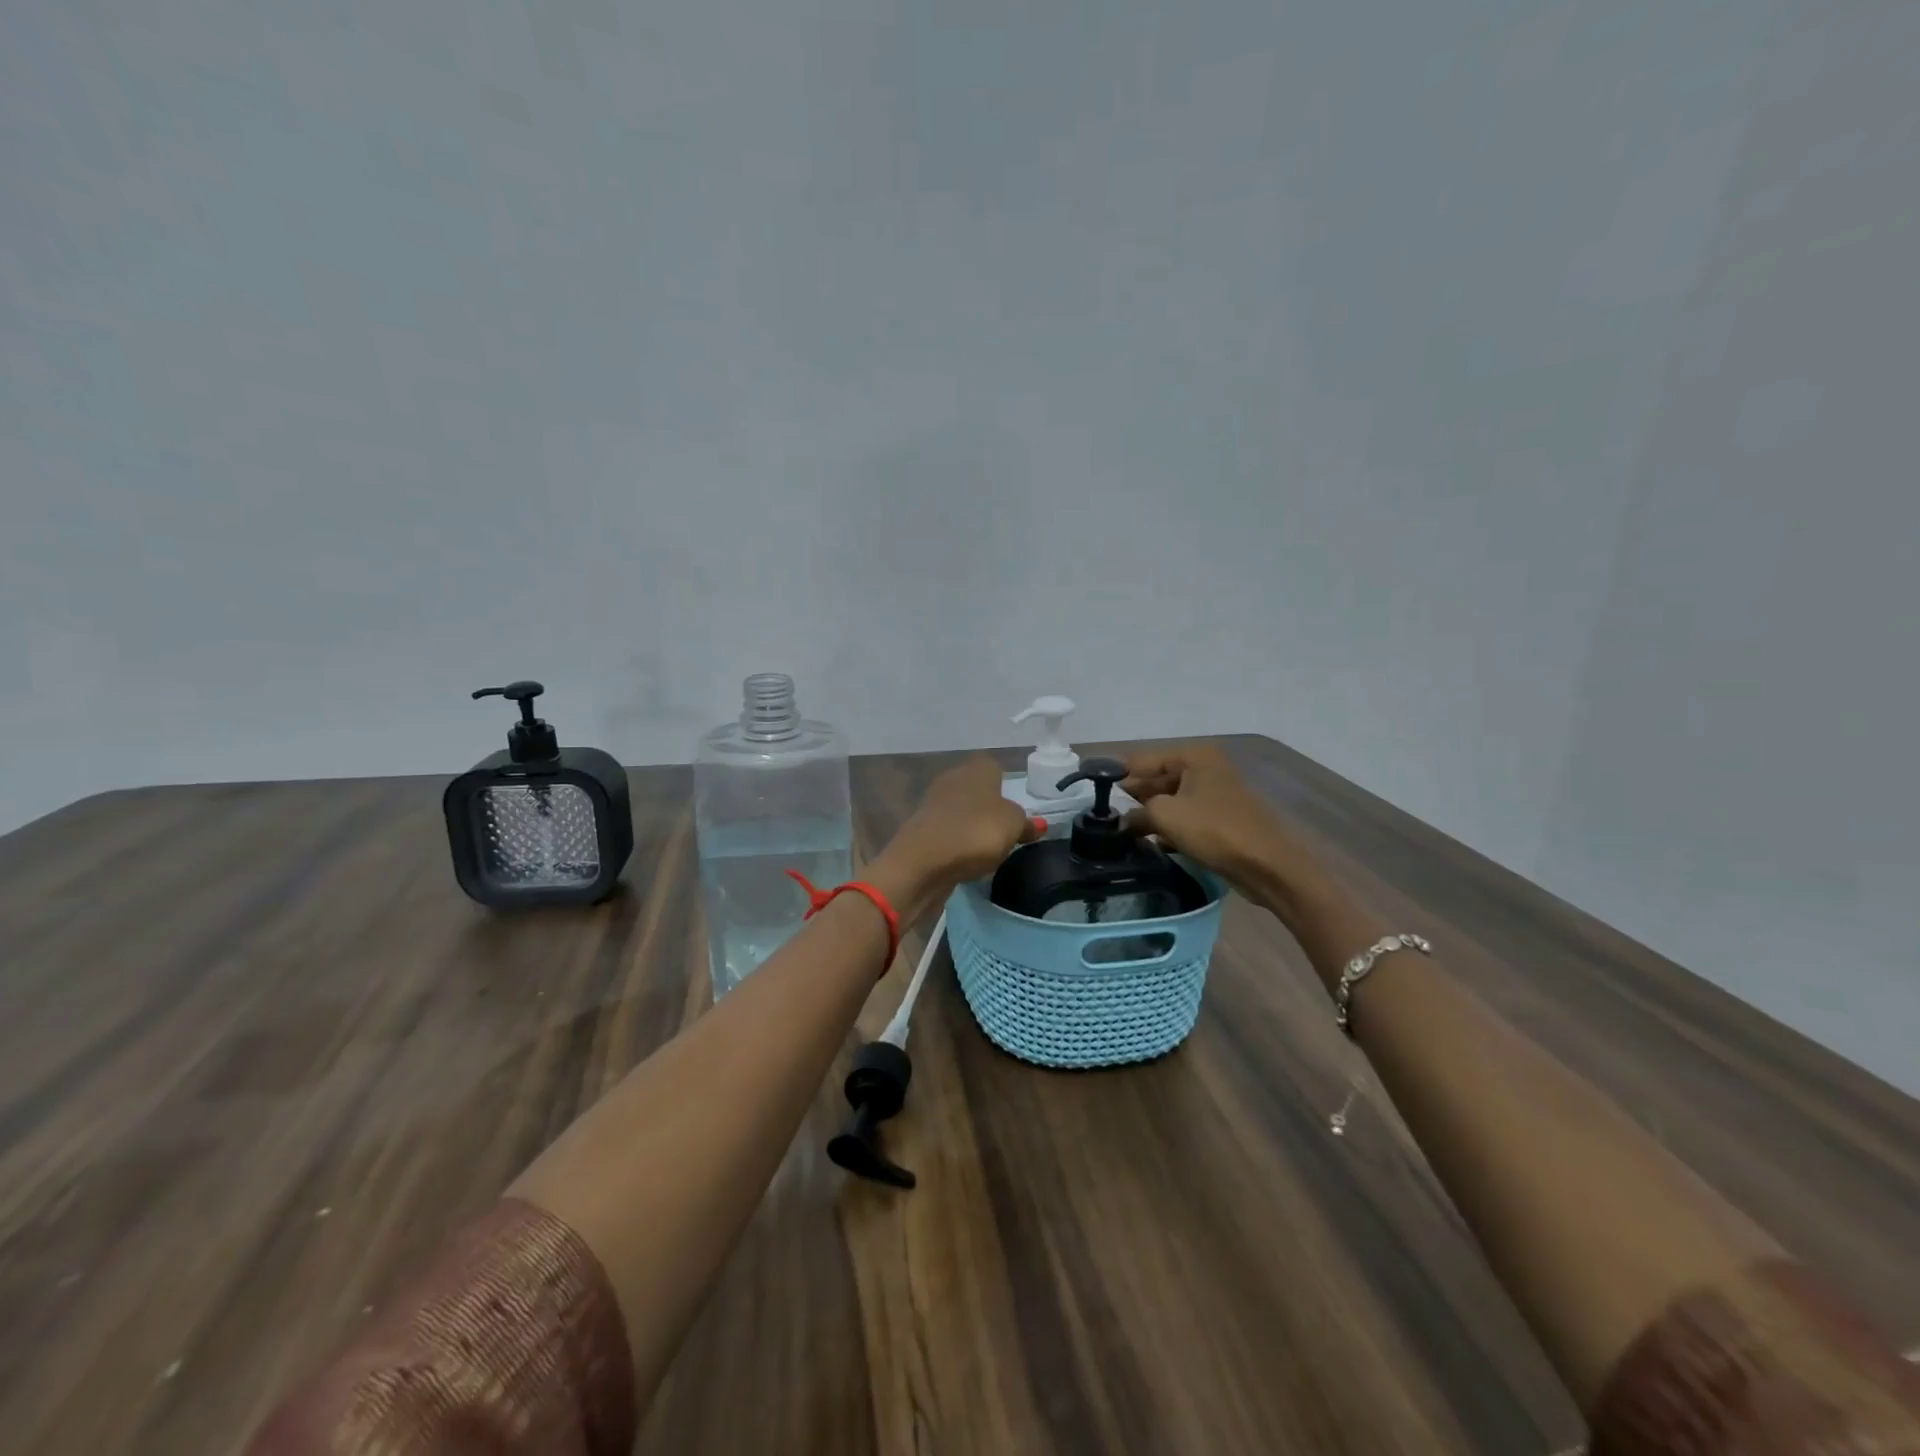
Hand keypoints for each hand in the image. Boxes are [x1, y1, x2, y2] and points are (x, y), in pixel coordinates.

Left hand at [868, 756, 1038, 918]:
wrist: (922, 863)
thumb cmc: (976, 832)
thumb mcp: (1013, 826)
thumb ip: (1026, 823)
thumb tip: (1035, 824)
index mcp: (976, 769)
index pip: (994, 767)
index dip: (1006, 786)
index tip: (1016, 810)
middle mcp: (952, 779)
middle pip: (976, 789)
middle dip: (989, 808)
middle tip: (1005, 831)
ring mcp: (933, 804)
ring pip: (961, 811)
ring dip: (972, 826)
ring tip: (987, 849)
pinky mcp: (921, 830)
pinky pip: (948, 832)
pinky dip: (957, 843)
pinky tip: (966, 859)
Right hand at [1122, 743, 1325, 910]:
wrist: (1269, 866)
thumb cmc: (1215, 830)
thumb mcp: (1165, 816)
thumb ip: (1136, 812)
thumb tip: (1122, 820)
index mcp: (1192, 756)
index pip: (1140, 760)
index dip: (1113, 775)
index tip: (1087, 791)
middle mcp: (1204, 767)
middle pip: (1155, 779)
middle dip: (1131, 798)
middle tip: (1102, 817)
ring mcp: (1214, 793)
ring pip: (1169, 800)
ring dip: (1147, 816)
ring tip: (1119, 832)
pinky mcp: (1220, 818)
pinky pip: (1184, 817)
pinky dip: (1167, 828)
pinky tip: (1148, 844)